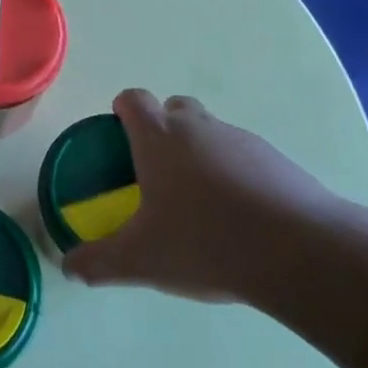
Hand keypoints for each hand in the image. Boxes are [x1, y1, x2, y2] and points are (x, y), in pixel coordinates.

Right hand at [63, 89, 340, 307]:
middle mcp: (198, 127)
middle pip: (174, 107)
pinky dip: (236, 174)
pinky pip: (245, 156)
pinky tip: (241, 218)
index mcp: (159, 137)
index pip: (133, 100)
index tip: (119, 136)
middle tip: (158, 173)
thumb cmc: (205, 242)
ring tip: (202, 205)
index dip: (123, 111)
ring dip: (201, 154)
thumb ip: (99, 262)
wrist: (299, 251)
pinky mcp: (277, 160)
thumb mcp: (142, 260)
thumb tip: (68, 267)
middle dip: (163, 129)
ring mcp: (241, 140)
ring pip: (211, 133)